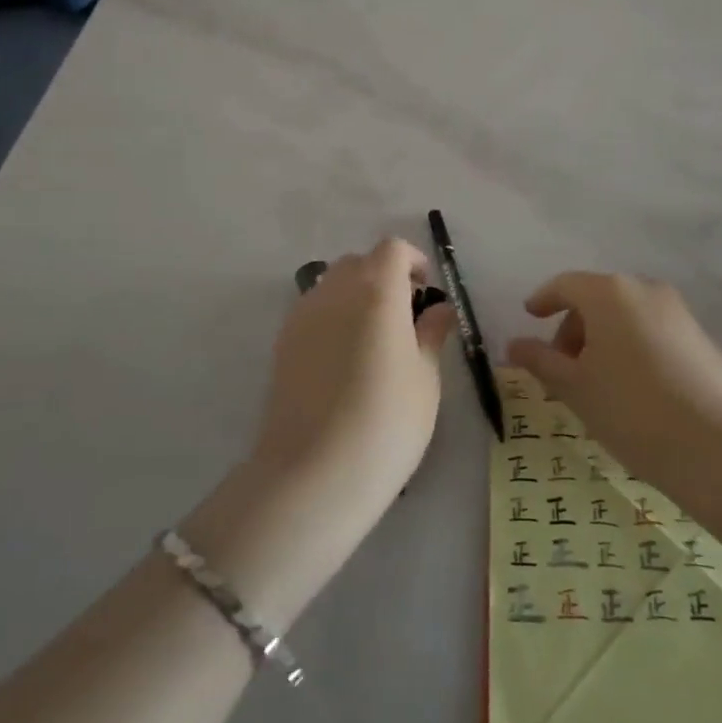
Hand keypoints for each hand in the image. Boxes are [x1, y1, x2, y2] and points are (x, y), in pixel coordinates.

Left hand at [256, 238, 457, 518]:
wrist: (314, 474)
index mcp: (377, 291)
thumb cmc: (387, 423)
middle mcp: (335, 291)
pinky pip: (313, 310)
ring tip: (374, 339)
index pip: (392, 249)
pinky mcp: (282, 343)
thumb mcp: (425, 379)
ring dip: (356, 295)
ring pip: (332, 284)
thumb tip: (439, 309)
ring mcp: (303, 315)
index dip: (412, 261)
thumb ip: (431, 334)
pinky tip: (345, 360)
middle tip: (405, 316)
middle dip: (384, 276)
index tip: (426, 291)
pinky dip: (333, 317)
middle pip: (359, 262)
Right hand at [507, 273, 721, 492]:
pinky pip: (652, 331)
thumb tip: (514, 345)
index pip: (565, 285)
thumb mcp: (574, 387)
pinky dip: (632, 347)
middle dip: (573, 328)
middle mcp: (645, 290)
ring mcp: (679, 312)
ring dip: (603, 339)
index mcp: (610, 293)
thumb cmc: (631, 410)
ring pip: (626, 315)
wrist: (719, 447)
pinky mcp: (701, 337)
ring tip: (596, 383)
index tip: (530, 318)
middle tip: (562, 368)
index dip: (543, 300)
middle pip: (597, 299)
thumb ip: (540, 360)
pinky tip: (632, 388)